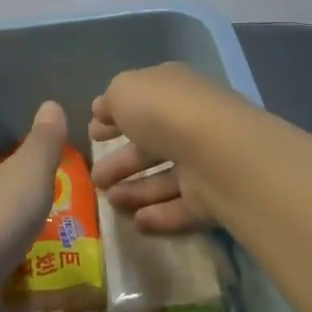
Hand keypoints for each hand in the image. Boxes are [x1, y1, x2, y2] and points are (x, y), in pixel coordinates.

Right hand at [90, 64, 245, 235]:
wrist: (218, 153)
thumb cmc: (163, 111)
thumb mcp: (123, 91)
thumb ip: (111, 101)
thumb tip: (104, 112)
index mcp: (171, 89)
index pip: (140, 102)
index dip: (114, 117)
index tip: (93, 134)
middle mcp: (189, 122)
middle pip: (150, 144)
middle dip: (121, 161)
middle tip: (95, 178)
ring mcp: (204, 161)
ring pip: (164, 177)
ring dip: (135, 190)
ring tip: (109, 201)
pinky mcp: (213, 197)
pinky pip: (181, 205)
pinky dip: (159, 213)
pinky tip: (136, 222)